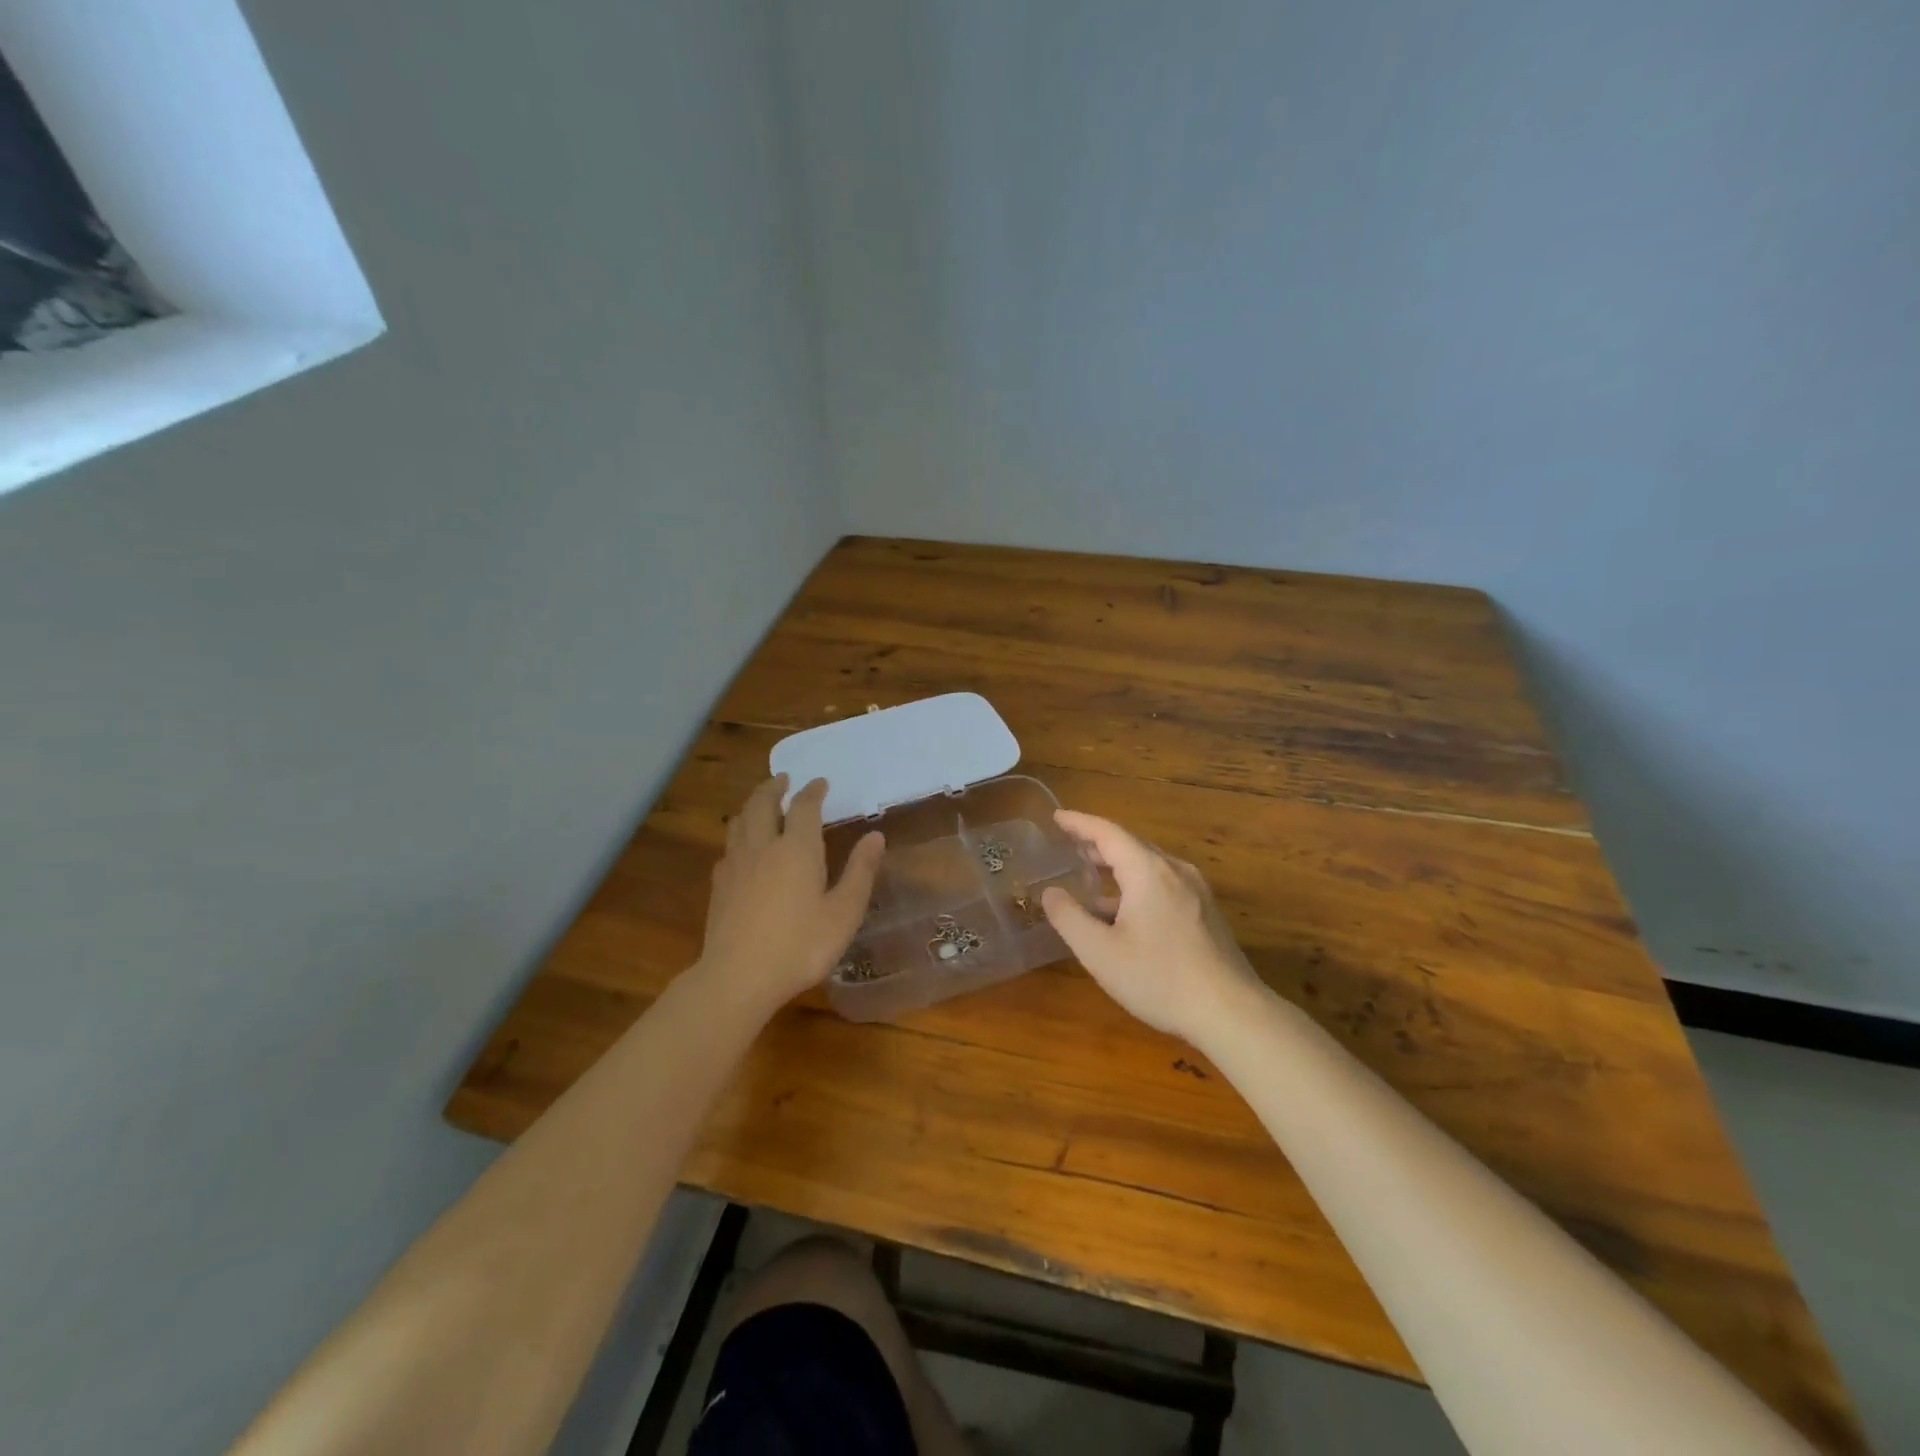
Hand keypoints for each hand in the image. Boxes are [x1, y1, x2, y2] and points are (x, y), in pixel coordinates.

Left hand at [696, 775, 884, 1014]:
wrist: (738, 978)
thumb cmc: (800, 945)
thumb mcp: (843, 913)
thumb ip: (860, 872)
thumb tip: (875, 836)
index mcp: (797, 848)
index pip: (804, 806)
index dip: (813, 791)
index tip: (820, 782)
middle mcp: (762, 846)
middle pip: (762, 803)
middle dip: (773, 787)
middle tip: (783, 779)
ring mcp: (735, 865)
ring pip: (739, 821)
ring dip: (751, 806)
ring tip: (761, 805)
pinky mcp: (719, 886)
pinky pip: (728, 847)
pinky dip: (738, 836)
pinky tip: (742, 850)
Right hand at [1042, 810, 1264, 1042]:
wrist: (1231, 1012)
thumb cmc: (1159, 979)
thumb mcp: (1100, 953)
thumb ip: (1069, 918)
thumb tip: (1050, 892)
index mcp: (1148, 871)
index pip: (1108, 833)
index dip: (1079, 823)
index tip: (1057, 817)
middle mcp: (1175, 871)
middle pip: (1131, 844)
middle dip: (1098, 842)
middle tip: (1069, 844)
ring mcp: (1196, 891)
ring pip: (1149, 865)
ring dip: (1118, 865)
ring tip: (1091, 875)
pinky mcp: (1206, 912)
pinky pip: (1164, 884)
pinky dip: (1137, 883)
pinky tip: (1124, 910)